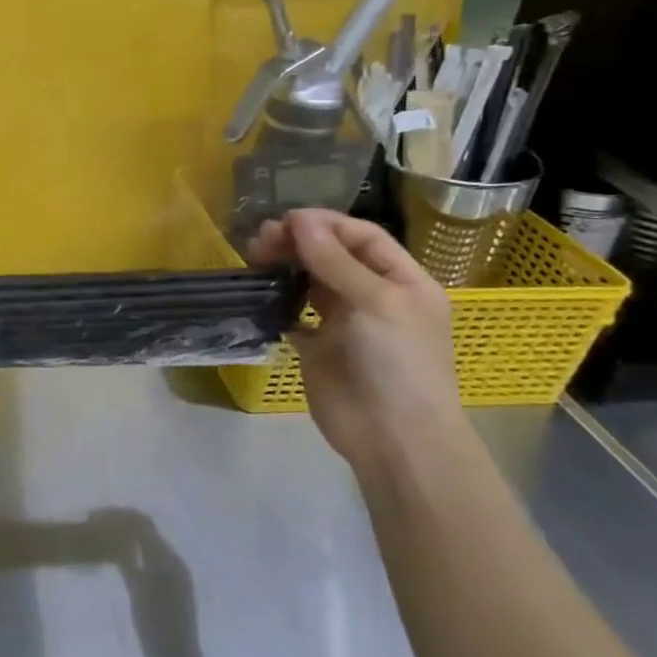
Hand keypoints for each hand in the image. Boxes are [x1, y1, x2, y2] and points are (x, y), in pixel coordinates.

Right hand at [246, 209, 464, 477]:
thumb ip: (334, 260)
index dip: (325, 224)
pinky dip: (276, 301)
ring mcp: (344, 323)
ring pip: (310, 281)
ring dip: (284, 266)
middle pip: (332, 256)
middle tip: (261, 239)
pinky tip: (258, 292)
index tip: (285, 220)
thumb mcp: (375, 302)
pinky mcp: (317, 347)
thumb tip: (298, 220)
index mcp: (402, 281)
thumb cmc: (397, 362)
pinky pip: (293, 315)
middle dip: (298, 242)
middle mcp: (373, 296)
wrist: (393, 437)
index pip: (362, 237)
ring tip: (254, 257)